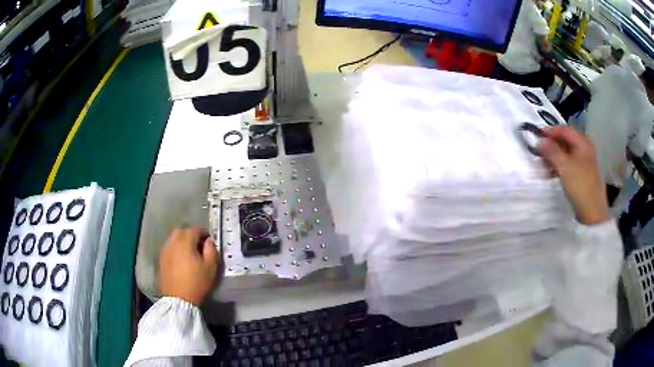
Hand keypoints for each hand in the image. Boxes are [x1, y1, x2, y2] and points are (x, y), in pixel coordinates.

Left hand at [159, 228, 218, 305]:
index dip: (203, 233)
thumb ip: (211, 250)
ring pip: (173, 239)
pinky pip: (169, 248)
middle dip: (190, 235)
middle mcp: (172, 243)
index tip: (209, 241)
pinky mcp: (161, 260)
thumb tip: (209, 241)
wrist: (178, 299)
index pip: (194, 230)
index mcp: (185, 243)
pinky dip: (175, 250)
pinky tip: (181, 261)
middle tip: (198, 245)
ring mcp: (165, 251)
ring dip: (181, 242)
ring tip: (189, 253)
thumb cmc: (197, 283)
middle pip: (181, 231)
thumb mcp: (210, 267)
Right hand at [538, 126, 609, 224]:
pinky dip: (560, 165)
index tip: (537, 135)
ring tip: (544, 164)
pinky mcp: (584, 173)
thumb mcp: (564, 167)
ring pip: (567, 153)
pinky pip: (570, 163)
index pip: (564, 130)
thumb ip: (551, 151)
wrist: (592, 211)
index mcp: (583, 143)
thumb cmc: (579, 185)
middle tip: (539, 150)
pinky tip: (553, 172)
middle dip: (552, 144)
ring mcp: (585, 161)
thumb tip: (540, 141)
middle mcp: (585, 148)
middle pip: (566, 141)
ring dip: (555, 156)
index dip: (550, 131)